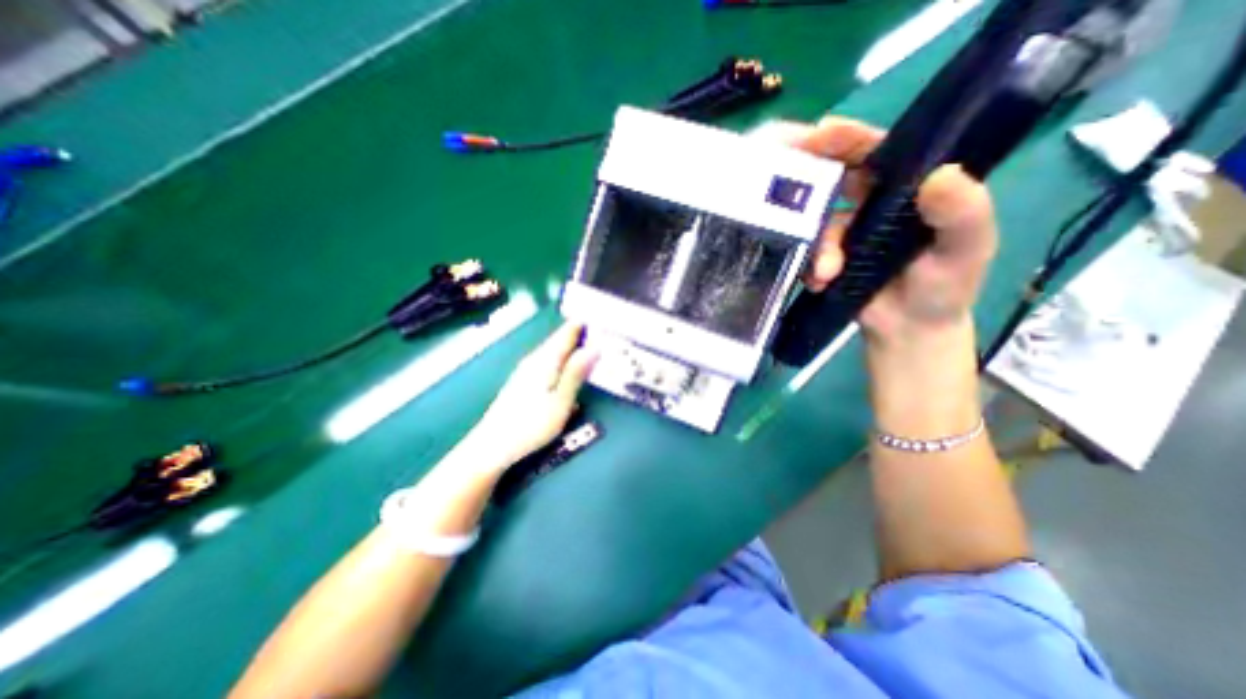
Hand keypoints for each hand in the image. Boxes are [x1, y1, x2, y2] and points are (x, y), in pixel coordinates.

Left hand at [471, 323, 599, 466]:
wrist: (492, 445)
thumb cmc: (531, 425)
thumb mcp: (560, 401)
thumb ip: (576, 373)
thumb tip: (594, 348)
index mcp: (545, 361)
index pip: (566, 333)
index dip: (583, 324)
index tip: (600, 318)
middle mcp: (535, 360)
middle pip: (559, 341)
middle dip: (579, 335)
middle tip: (600, 332)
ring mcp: (527, 371)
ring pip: (553, 352)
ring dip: (571, 349)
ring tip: (589, 348)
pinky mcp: (523, 382)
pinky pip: (547, 364)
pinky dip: (561, 362)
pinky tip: (568, 371)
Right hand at [770, 117, 999, 349]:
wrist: (908, 331)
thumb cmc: (946, 287)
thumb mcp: (967, 249)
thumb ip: (962, 213)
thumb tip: (939, 175)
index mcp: (908, 189)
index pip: (878, 152)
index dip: (849, 139)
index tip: (820, 134)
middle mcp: (872, 205)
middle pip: (835, 181)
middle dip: (810, 181)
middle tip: (787, 184)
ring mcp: (845, 234)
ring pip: (817, 225)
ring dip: (817, 246)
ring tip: (826, 273)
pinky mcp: (826, 259)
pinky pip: (807, 254)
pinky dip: (808, 266)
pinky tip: (818, 282)